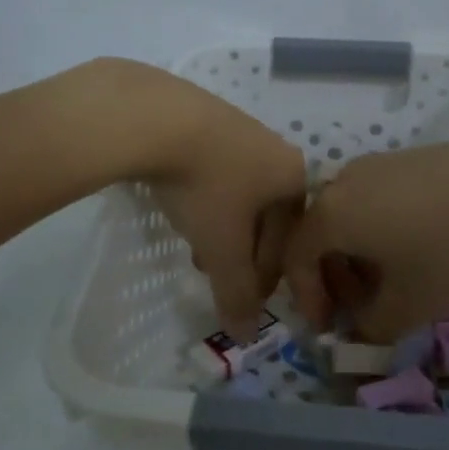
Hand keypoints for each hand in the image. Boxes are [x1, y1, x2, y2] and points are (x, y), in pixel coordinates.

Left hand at [96, 60, 305, 339]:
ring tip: (194, 246)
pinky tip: (178, 203)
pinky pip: (213, 167)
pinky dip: (203, 195)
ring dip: (221, 225)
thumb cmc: (205, 187)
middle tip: (217, 274)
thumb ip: (236, 293)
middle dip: (243, 251)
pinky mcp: (203, 115)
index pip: (289, 240)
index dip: (266, 277)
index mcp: (293, 176)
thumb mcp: (222, 248)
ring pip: (238, 191)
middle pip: (266, 215)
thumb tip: (246, 334)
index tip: (242, 299)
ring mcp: (239, 126)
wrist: (155, 117)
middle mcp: (275, 148)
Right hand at [283, 133, 448, 340]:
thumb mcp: (410, 305)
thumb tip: (360, 332)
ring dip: (359, 254)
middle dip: (333, 277)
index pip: (296, 257)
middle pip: (321, 233)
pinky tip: (420, 247)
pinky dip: (383, 228)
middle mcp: (345, 180)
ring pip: (351, 214)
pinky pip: (379, 197)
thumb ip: (372, 327)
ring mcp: (380, 163)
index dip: (306, 297)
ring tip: (393, 279)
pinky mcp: (413, 156)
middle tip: (360, 307)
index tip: (328, 327)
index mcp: (332, 214)